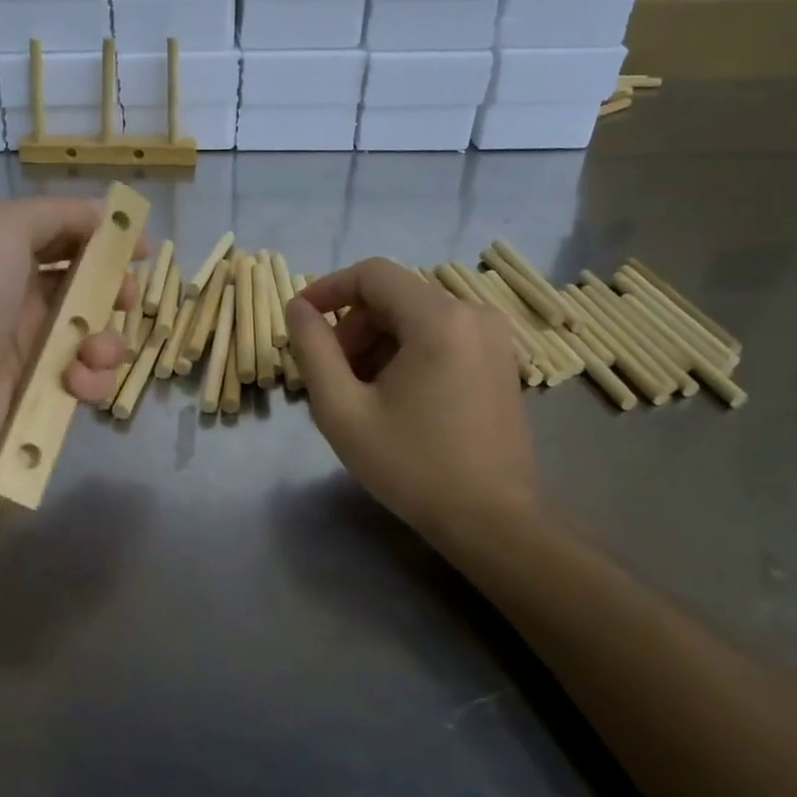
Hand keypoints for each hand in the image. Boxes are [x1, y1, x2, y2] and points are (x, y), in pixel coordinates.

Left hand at [0, 198, 140, 475]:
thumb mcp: (3, 226)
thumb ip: (59, 214)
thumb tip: (106, 217)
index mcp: (14, 257)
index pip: (71, 241)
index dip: (107, 241)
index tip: (140, 249)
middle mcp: (27, 300)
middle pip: (92, 290)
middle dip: (117, 293)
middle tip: (125, 299)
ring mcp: (36, 350)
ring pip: (98, 339)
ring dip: (108, 343)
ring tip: (89, 351)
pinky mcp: (44, 394)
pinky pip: (88, 382)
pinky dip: (92, 380)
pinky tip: (74, 381)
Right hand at [286, 259, 540, 543]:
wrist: (493, 521)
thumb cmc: (412, 465)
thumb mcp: (343, 409)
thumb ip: (313, 350)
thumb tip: (298, 309)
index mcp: (439, 319)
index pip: (372, 274)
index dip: (328, 289)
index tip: (300, 319)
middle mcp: (473, 314)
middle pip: (393, 296)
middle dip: (353, 327)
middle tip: (332, 375)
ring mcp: (492, 337)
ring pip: (414, 317)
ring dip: (377, 343)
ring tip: (360, 393)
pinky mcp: (499, 360)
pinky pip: (439, 335)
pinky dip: (406, 353)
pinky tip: (395, 398)